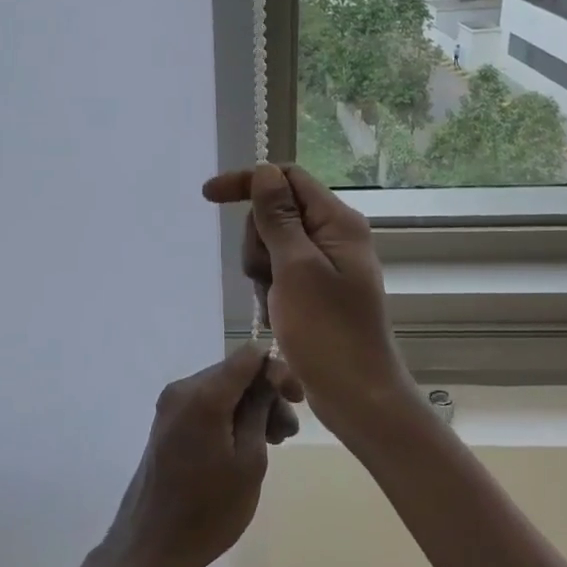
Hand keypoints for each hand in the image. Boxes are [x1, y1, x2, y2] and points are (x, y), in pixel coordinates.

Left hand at [102, 344, 300, 566]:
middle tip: (288, 433)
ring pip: (223, 389)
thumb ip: (261, 409)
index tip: (297, 399)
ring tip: (273, 443)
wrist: (151, 546)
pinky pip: (207, 405)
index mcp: (203, 395)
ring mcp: (170, 405)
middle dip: (266, 395)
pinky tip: (246, 445)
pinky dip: (230, 416)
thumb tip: (270, 376)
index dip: (277, 369)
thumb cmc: (209, 510)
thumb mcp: (250, 461)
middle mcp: (182, 389)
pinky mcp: (167, 422)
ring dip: (251, 408)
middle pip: (235, 373)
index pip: (248, 356)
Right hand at [202, 163, 416, 434]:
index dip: (248, 182)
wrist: (357, 395)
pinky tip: (277, 313)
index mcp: (337, 222)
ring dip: (261, 268)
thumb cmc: (327, 332)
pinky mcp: (317, 289)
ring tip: (274, 301)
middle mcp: (335, 235)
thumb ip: (278, 217)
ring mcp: (326, 264)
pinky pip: (280, 271)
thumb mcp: (296, 268)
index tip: (208, 197)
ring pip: (272, 243)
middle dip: (258, 239)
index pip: (288, 178)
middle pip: (276, 211)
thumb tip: (264, 171)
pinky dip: (270, 288)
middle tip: (265, 275)